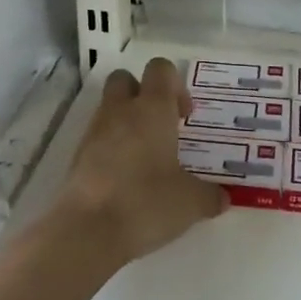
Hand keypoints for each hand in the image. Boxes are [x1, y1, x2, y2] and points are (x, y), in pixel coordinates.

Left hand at [52, 57, 227, 266]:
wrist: (88, 231)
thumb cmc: (146, 202)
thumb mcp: (190, 203)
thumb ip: (209, 196)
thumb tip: (223, 198)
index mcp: (153, 108)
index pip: (160, 68)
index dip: (174, 84)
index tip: (184, 116)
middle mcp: (121, 110)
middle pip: (125, 79)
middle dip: (141, 94)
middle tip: (160, 126)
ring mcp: (95, 131)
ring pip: (109, 108)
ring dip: (125, 123)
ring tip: (144, 158)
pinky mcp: (77, 157)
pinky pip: (96, 138)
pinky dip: (109, 149)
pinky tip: (124, 178)